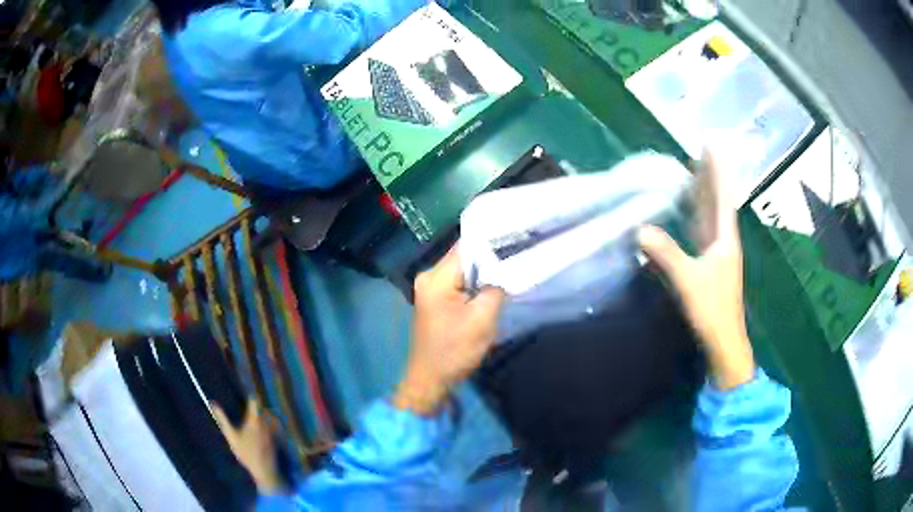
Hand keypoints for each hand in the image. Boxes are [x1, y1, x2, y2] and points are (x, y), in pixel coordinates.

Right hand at [212, 400, 283, 493]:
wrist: (264, 470)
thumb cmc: (246, 453)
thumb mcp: (231, 436)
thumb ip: (222, 419)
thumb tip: (213, 403)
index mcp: (254, 420)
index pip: (255, 401)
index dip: (250, 397)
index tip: (245, 395)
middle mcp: (266, 423)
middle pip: (263, 409)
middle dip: (257, 407)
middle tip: (249, 407)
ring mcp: (272, 431)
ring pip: (269, 417)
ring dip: (263, 415)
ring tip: (254, 418)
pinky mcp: (276, 439)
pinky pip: (274, 427)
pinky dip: (269, 425)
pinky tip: (262, 430)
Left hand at [393, 245, 505, 414]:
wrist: (431, 380)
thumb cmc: (455, 351)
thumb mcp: (483, 319)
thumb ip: (496, 288)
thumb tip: (505, 269)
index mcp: (436, 277)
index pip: (467, 247)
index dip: (492, 242)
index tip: (518, 239)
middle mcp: (429, 276)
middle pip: (465, 257)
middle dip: (491, 257)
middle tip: (519, 255)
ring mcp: (431, 288)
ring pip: (464, 271)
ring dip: (484, 273)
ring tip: (510, 269)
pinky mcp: (436, 300)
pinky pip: (459, 283)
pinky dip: (475, 284)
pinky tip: (493, 287)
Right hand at [638, 149, 755, 389]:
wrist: (724, 342)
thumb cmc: (712, 310)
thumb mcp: (688, 280)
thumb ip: (666, 254)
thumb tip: (640, 229)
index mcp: (725, 239)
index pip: (721, 196)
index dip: (716, 170)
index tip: (709, 145)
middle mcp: (724, 241)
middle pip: (717, 201)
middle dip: (709, 176)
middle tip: (698, 153)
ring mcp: (718, 254)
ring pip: (710, 215)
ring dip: (703, 194)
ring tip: (692, 173)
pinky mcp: (711, 266)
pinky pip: (703, 230)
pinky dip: (696, 215)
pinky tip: (687, 212)